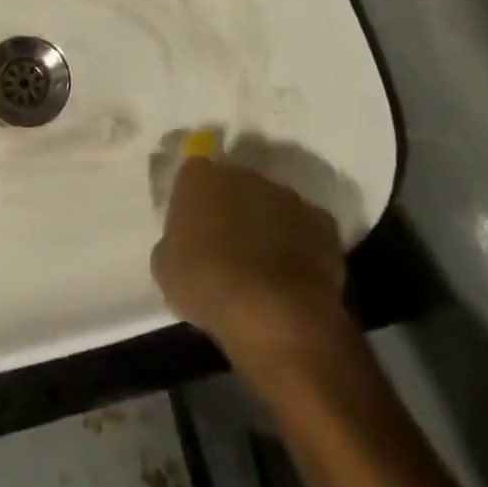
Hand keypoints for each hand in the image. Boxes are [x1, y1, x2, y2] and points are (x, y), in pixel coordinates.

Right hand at [152, 155, 350, 384]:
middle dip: (233, 208)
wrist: (273, 313)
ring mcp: (286, 195)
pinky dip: (300, 246)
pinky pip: (305, 229)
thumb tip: (184, 241)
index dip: (193, 201)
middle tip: (228, 245)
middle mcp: (243, 173)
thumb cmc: (206, 285)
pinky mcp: (322, 222)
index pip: (192, 174)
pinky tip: (293, 277)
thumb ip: (174, 242)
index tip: (193, 227)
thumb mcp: (166, 267)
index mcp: (200, 175)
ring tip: (264, 265)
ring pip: (271, 204)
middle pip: (235, 184)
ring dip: (267, 224)